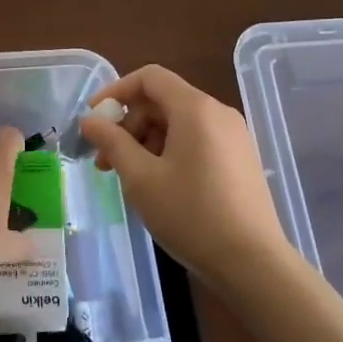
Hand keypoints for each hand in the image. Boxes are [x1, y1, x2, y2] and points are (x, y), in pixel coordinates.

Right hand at [79, 65, 291, 290]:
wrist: (253, 264)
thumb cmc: (191, 215)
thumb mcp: (141, 178)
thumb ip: (112, 142)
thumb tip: (89, 120)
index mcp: (195, 109)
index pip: (150, 77)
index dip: (116, 91)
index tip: (93, 119)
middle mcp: (218, 113)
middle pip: (163, 100)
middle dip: (129, 124)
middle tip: (105, 160)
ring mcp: (233, 137)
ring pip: (178, 123)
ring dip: (146, 141)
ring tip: (128, 177)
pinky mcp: (240, 159)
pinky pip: (196, 140)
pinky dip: (169, 151)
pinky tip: (158, 184)